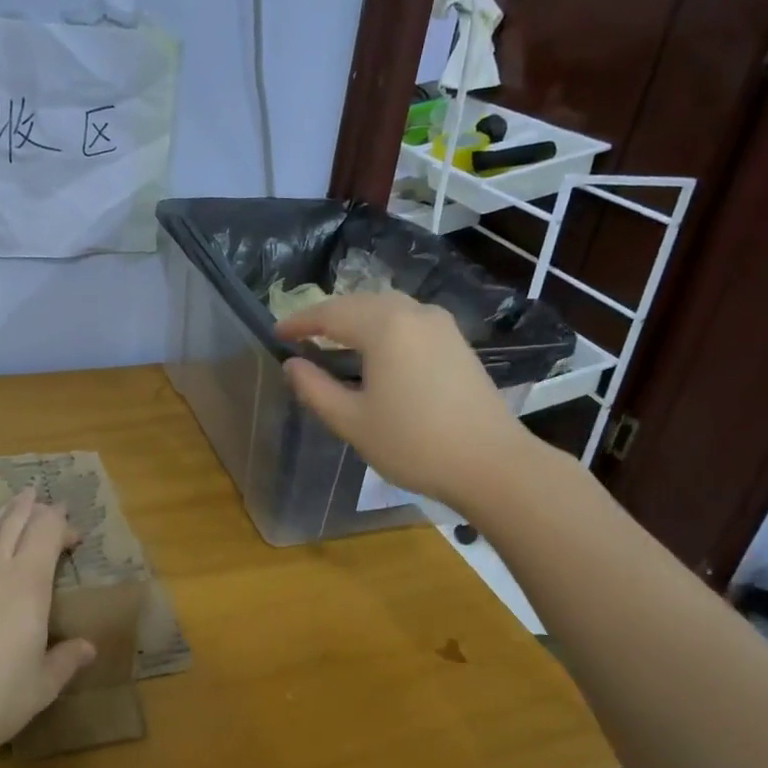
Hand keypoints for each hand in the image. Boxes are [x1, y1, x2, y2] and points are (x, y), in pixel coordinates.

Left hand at [0, 489, 95, 764]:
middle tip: (43, 502)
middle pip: (15, 519)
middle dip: (32, 507)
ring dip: (1, 513)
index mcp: (27, 582)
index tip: (74, 539)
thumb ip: (65, 662)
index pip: (47, 530)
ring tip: (12, 505)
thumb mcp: (38, 689)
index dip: (62, 525)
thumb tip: (89, 648)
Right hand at [277, 292, 534, 512]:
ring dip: (356, 319)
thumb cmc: (414, 443)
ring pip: (386, 308)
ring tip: (333, 341)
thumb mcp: (353, 421)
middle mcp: (414, 313)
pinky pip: (408, 320)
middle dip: (327, 316)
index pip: (330, 314)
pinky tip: (374, 351)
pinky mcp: (456, 341)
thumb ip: (315, 389)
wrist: (492, 464)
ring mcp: (440, 325)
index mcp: (385, 326)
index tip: (276, 334)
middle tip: (301, 336)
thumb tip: (291, 365)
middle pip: (359, 303)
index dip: (300, 323)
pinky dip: (382, 327)